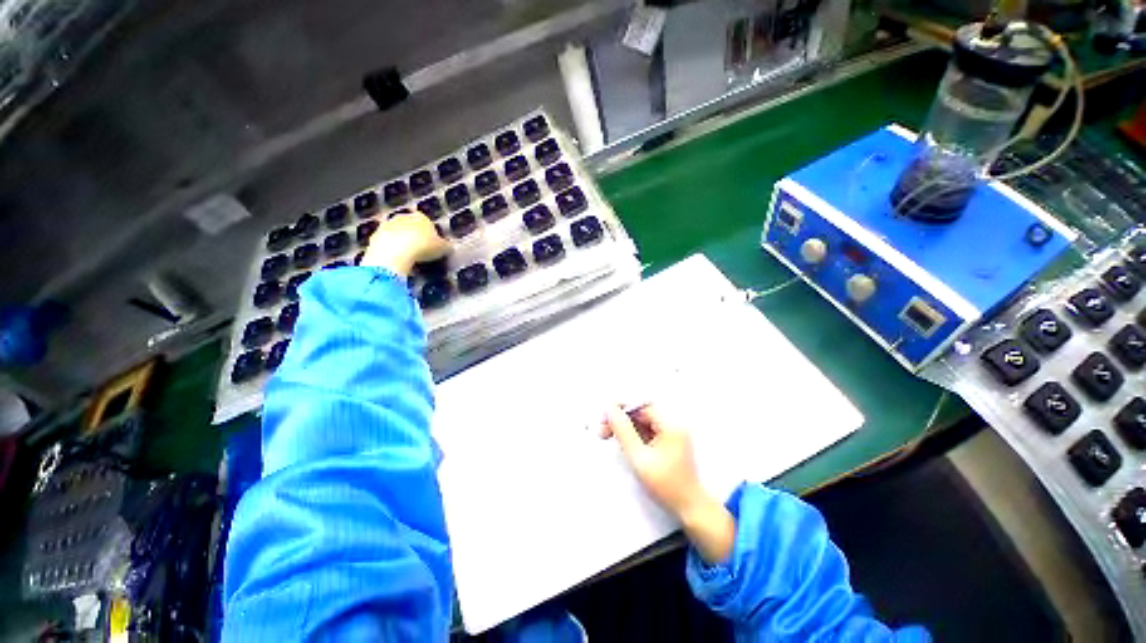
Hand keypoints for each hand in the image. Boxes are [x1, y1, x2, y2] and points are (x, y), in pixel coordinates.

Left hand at [361, 212, 449, 276]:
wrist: (395, 252)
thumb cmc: (423, 247)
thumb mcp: (442, 248)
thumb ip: (445, 246)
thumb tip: (450, 247)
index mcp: (421, 217)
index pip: (427, 222)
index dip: (430, 234)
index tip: (432, 245)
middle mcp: (403, 217)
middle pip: (409, 226)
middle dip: (413, 235)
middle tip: (420, 251)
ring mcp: (387, 225)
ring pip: (396, 233)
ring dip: (400, 241)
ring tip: (408, 257)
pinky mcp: (374, 236)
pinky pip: (385, 243)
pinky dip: (390, 249)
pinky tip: (396, 260)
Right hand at [602, 403, 735, 563]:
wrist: (690, 509)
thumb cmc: (665, 485)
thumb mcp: (639, 458)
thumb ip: (623, 431)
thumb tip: (610, 409)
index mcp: (670, 424)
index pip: (641, 405)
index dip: (621, 407)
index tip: (604, 415)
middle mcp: (672, 424)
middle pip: (641, 413)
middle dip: (621, 419)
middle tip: (601, 429)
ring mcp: (671, 433)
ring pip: (642, 422)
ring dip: (625, 427)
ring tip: (606, 436)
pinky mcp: (668, 442)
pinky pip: (647, 431)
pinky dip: (633, 435)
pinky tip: (623, 444)